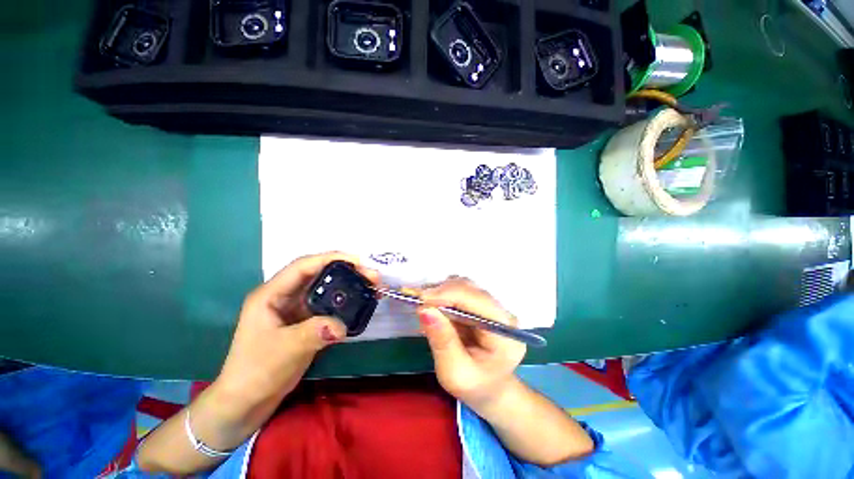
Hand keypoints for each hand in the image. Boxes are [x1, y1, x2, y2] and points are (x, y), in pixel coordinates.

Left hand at [216, 252, 379, 411]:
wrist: (248, 401)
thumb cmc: (256, 371)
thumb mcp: (284, 350)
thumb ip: (314, 333)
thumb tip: (343, 326)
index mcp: (272, 294)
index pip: (303, 266)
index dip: (330, 258)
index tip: (358, 261)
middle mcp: (285, 296)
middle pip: (319, 274)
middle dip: (347, 271)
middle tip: (372, 276)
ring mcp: (297, 309)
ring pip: (327, 288)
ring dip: (349, 285)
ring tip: (372, 287)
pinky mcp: (307, 321)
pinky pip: (330, 305)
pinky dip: (346, 302)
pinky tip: (360, 303)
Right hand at [417, 278, 526, 410]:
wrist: (489, 388)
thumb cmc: (474, 387)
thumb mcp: (454, 373)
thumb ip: (442, 341)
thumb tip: (425, 309)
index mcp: (504, 333)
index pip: (477, 300)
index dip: (448, 294)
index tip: (420, 299)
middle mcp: (503, 314)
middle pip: (470, 289)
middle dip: (441, 292)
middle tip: (417, 303)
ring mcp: (494, 307)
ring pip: (464, 286)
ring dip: (440, 292)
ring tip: (424, 307)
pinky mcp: (483, 304)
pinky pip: (460, 292)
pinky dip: (443, 295)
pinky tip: (433, 307)